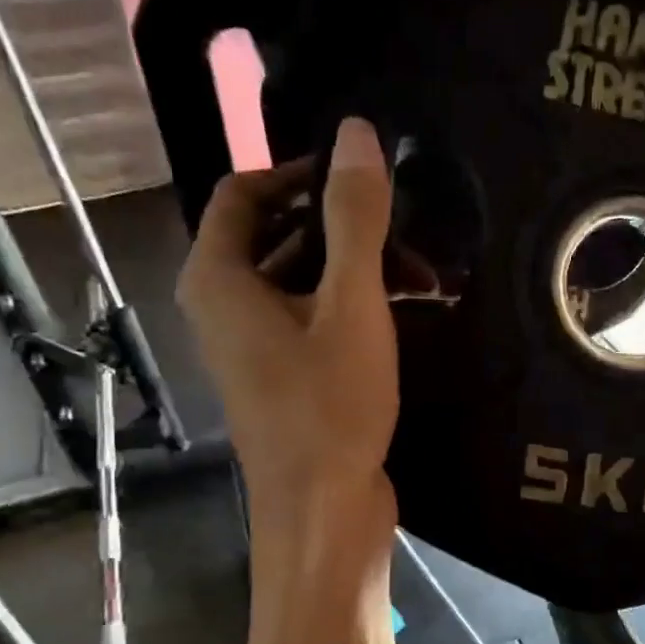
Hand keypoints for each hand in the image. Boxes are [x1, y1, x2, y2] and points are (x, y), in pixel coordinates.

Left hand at [176, 118, 398, 545]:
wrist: (323, 510)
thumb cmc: (330, 406)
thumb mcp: (351, 305)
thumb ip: (355, 219)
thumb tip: (358, 132)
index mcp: (218, 279)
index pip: (243, 192)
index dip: (300, 174)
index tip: (361, 180)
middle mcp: (224, 307)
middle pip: (277, 236)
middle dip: (344, 229)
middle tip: (408, 232)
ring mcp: (254, 347)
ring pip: (302, 282)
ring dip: (358, 271)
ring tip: (425, 276)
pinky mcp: (285, 378)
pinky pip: (313, 320)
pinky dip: (354, 308)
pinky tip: (409, 313)